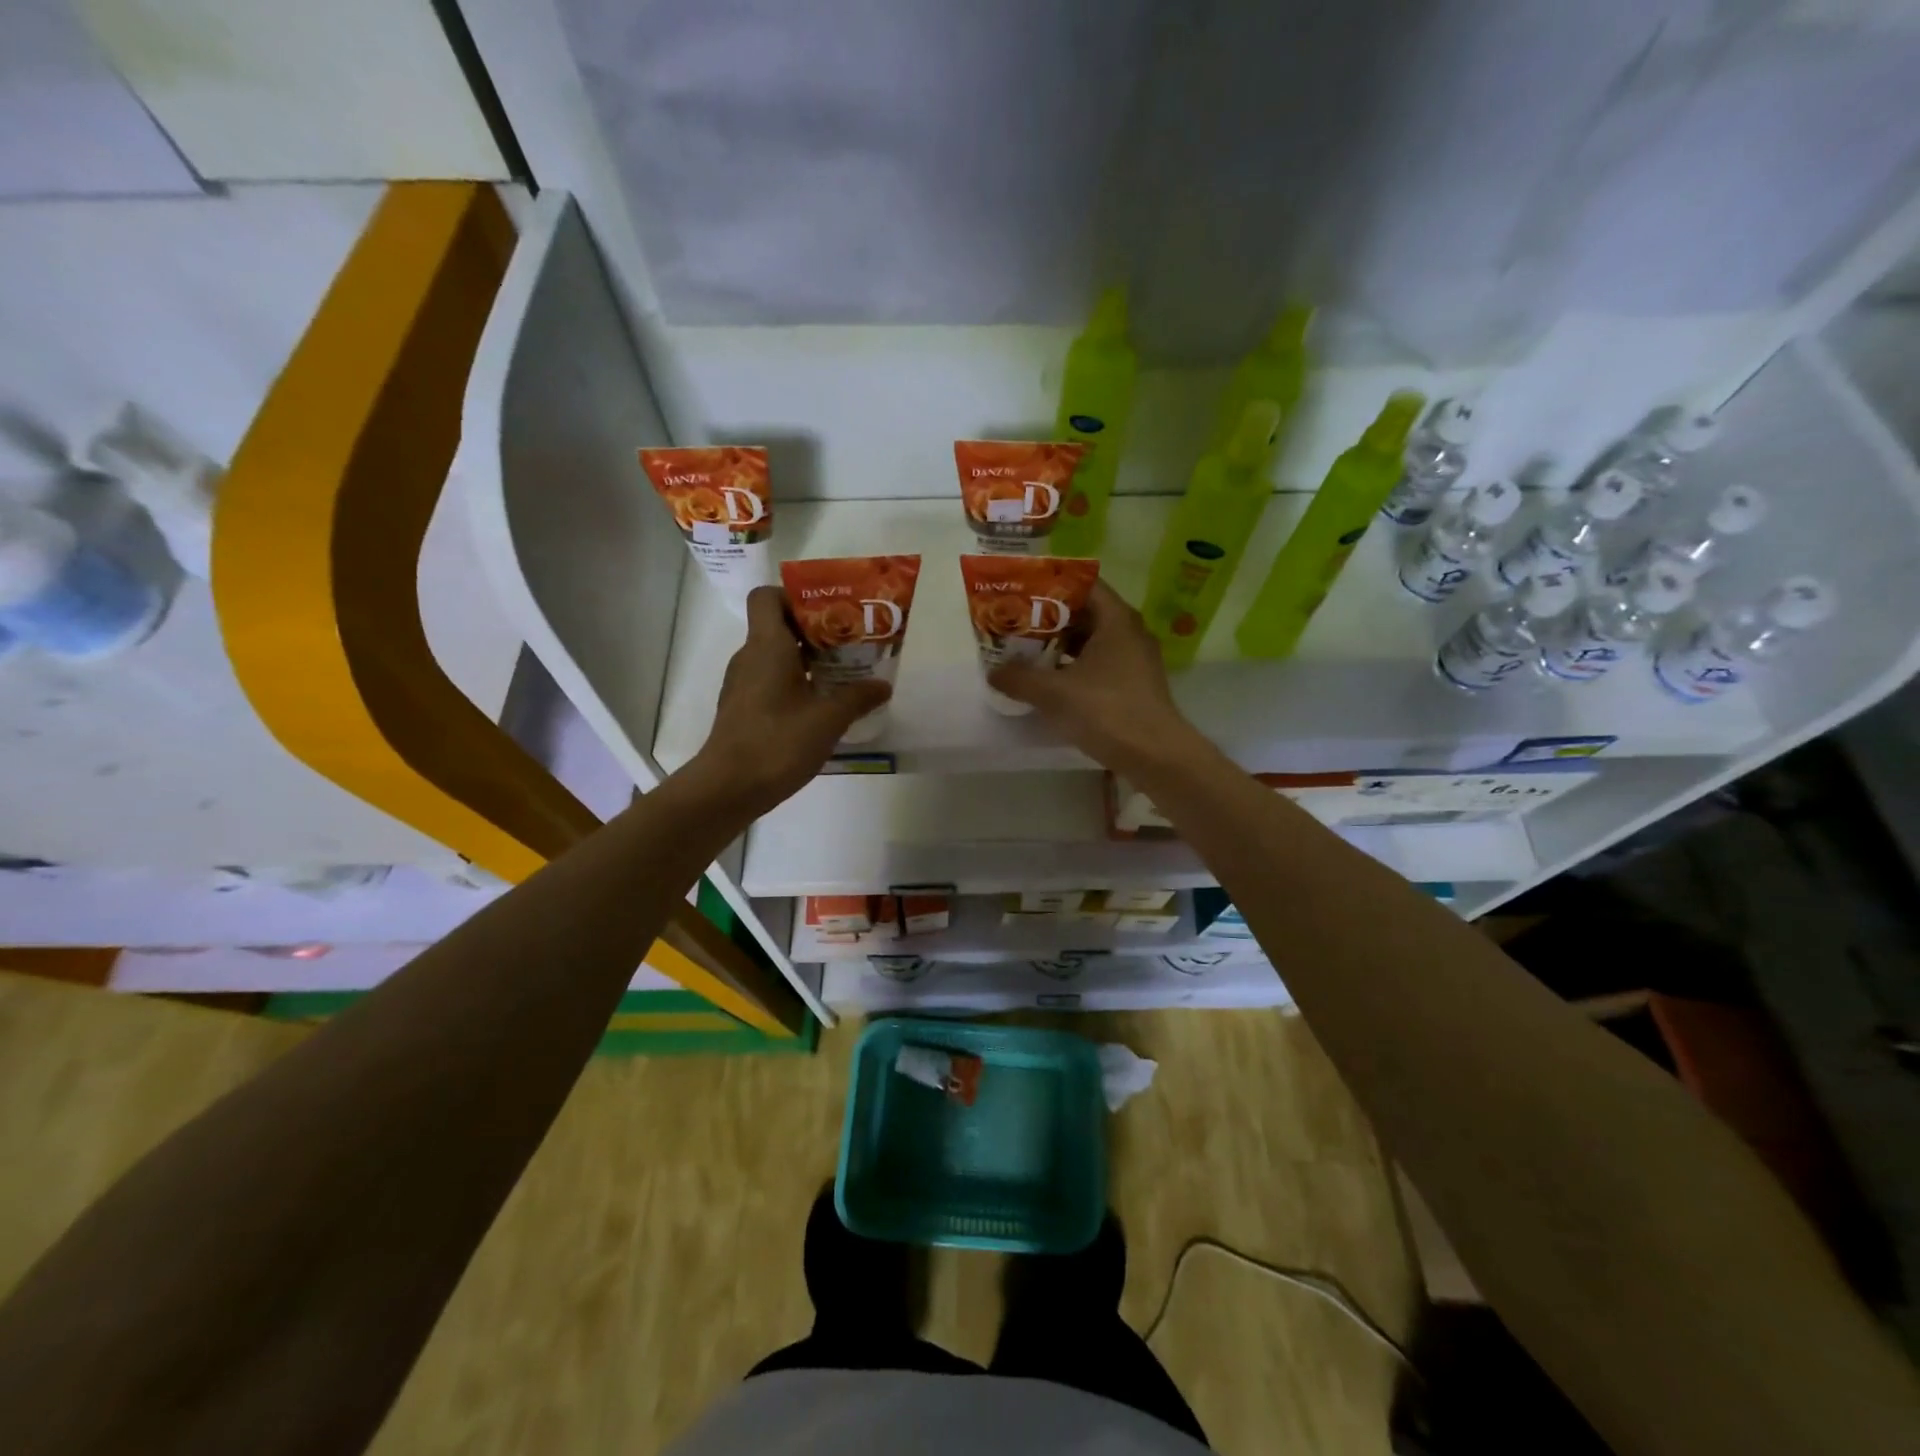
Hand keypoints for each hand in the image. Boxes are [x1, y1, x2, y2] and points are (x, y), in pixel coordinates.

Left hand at [684, 586, 890, 817]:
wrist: (729, 787)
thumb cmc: (778, 743)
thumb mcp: (828, 719)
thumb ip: (857, 697)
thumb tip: (883, 685)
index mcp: (767, 646)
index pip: (768, 596)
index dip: (795, 596)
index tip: (828, 613)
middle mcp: (750, 657)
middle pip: (778, 625)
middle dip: (815, 631)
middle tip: (850, 644)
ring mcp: (743, 684)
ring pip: (776, 656)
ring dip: (807, 659)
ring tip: (843, 674)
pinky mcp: (743, 708)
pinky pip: (770, 680)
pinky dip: (795, 682)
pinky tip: (821, 705)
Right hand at [987, 579, 1203, 777]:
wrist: (1156, 755)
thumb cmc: (1107, 711)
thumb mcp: (1054, 693)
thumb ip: (1020, 678)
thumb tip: (994, 672)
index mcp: (1116, 619)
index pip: (1083, 584)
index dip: (1051, 585)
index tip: (1022, 592)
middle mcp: (1129, 632)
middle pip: (1086, 612)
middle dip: (1050, 617)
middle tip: (1017, 623)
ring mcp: (1135, 659)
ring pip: (1092, 640)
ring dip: (1061, 644)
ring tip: (1028, 651)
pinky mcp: (1134, 684)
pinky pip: (1099, 662)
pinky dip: (1075, 665)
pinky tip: (1051, 680)